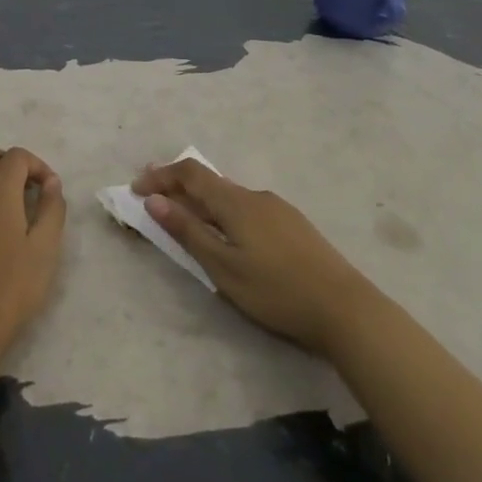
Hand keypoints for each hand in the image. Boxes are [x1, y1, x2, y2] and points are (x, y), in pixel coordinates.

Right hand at [132, 158, 372, 356]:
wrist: (345, 308)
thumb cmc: (276, 291)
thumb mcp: (224, 267)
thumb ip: (188, 232)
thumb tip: (155, 200)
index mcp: (236, 202)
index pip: (190, 173)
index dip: (161, 176)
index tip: (136, 188)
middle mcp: (256, 195)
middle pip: (210, 180)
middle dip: (178, 186)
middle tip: (153, 197)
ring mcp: (278, 208)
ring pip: (230, 195)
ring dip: (202, 200)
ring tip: (186, 217)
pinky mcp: (293, 224)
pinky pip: (247, 208)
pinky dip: (224, 211)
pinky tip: (228, 233)